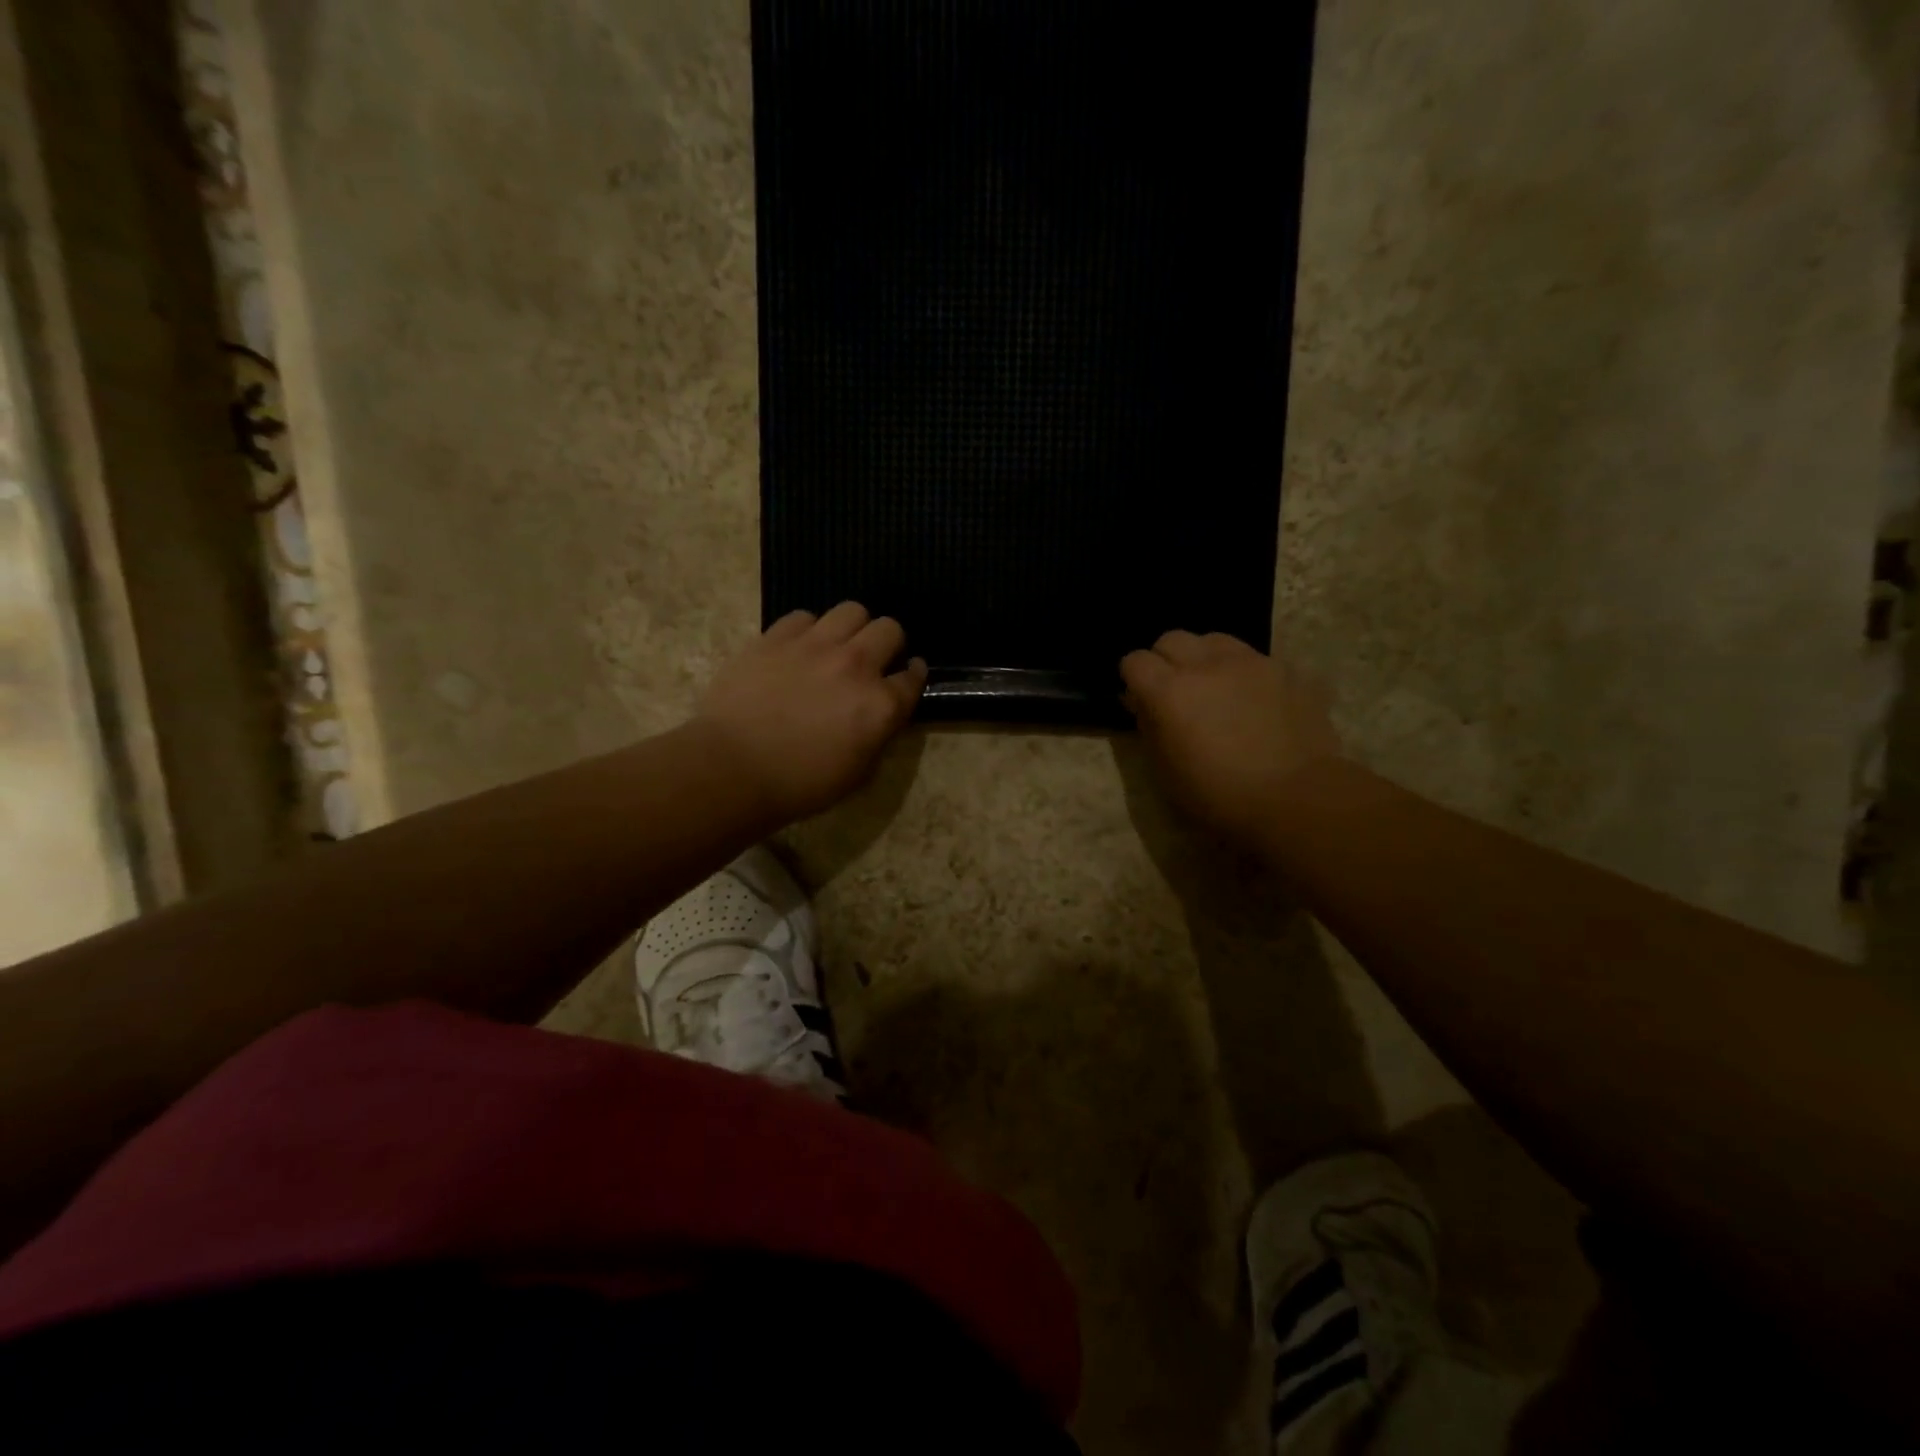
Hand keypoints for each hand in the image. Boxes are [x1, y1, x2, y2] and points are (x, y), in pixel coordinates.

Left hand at [695, 602, 926, 822]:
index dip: (912, 675)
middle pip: (889, 629)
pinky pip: (804, 617)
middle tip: (872, 661)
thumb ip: (878, 736)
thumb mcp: (857, 773)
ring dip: (852, 628)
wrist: (732, 769)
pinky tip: (798, 649)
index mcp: (880, 705)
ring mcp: (815, 646)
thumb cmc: (799, 784)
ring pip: (851, 610)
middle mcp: (856, 665)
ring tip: (837, 646)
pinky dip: (808, 630)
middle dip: (888, 644)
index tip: (906, 676)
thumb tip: (881, 717)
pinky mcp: (776, 637)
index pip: (914, 677)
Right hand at [1120, 631, 1342, 841]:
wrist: (1297, 799)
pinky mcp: (1287, 670)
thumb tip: (1144, 704)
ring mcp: (1251, 663)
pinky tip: (1255, 701)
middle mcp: (1206, 664)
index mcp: (1169, 691)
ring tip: (1215, 687)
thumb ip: (1150, 727)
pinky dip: (1245, 673)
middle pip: (1172, 639)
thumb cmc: (1220, 796)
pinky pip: (1255, 659)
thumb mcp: (1166, 771)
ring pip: (1214, 640)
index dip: (1133, 678)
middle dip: (1166, 660)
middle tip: (1175, 691)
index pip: (1135, 660)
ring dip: (1205, 658)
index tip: (1140, 699)